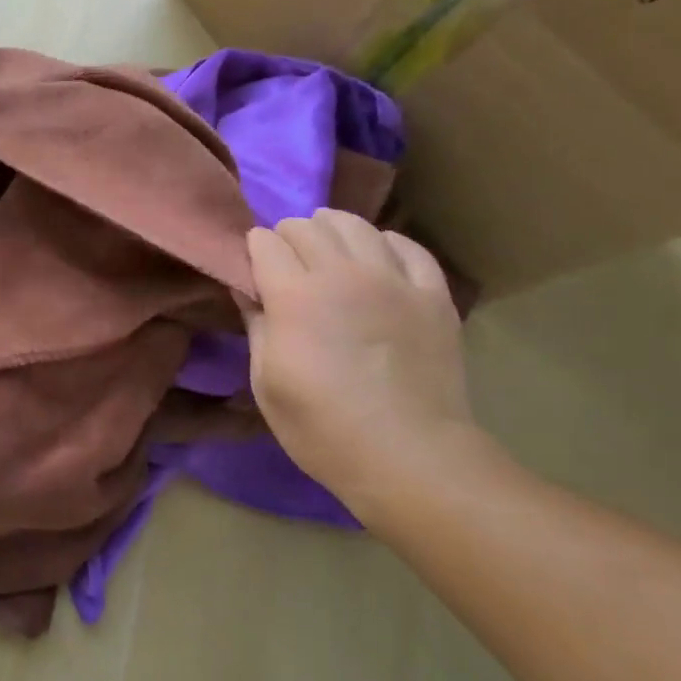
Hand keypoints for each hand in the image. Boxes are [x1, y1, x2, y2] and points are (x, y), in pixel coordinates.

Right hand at [244, 210, 473, 519]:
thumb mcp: (266, 384)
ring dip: (332, 229)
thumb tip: (247, 290)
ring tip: (329, 250)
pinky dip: (385, 244)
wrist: (409, 456)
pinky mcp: (432, 294)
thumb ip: (256, 327)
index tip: (253, 269)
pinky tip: (378, 259)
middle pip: (307, 226)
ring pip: (356, 224)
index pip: (264, 243)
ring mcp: (393, 279)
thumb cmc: (322, 429)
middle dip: (288, 237)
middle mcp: (342, 273)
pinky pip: (407, 246)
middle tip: (287, 263)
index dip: (253, 250)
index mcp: (294, 296)